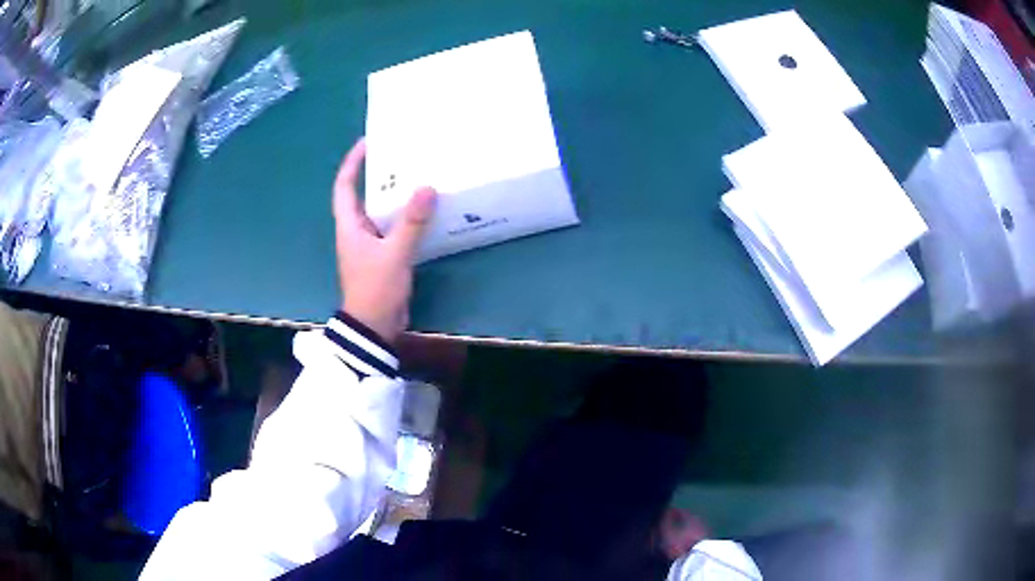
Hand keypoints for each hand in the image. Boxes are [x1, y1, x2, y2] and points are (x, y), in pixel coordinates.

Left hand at [333, 138, 436, 343]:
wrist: (374, 327)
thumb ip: (411, 223)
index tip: (366, 143)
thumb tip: (427, 188)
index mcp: (349, 226)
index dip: (352, 163)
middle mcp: (356, 231)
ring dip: (394, 197)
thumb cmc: (375, 288)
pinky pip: (393, 228)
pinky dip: (405, 217)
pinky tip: (423, 211)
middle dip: (378, 175)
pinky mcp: (383, 256)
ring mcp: (369, 244)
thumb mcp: (394, 254)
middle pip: (363, 195)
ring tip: (416, 178)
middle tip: (401, 157)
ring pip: (380, 212)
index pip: (344, 186)